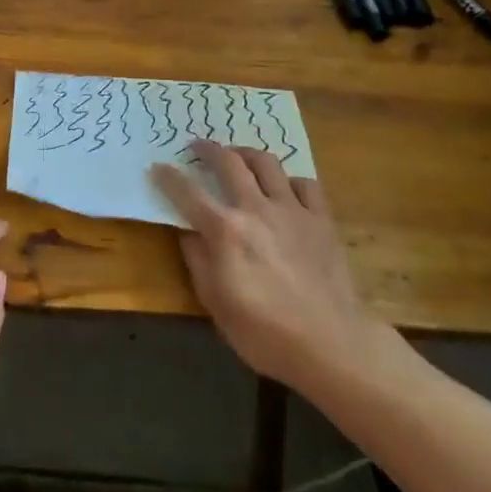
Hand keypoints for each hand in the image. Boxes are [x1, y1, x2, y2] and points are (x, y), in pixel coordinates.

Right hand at [152, 141, 390, 395]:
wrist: (332, 345)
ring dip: (247, 154)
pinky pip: (305, 184)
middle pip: (228, 162)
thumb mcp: (216, 304)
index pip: (187, 192)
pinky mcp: (321, 219)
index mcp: (225, 230)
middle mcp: (255, 208)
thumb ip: (198, 261)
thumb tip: (187, 232)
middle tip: (198, 146)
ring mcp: (292, 209)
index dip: (169, 177)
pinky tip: (285, 190)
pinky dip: (290, 181)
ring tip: (239, 156)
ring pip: (267, 162)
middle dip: (208, 149)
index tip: (157, 166)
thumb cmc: (266, 333)